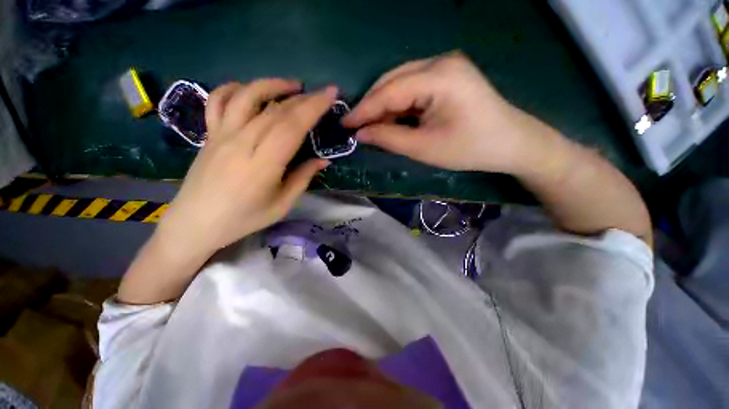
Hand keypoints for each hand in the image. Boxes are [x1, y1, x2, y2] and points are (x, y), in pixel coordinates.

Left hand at [157, 80, 334, 258]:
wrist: (196, 222)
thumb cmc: (244, 218)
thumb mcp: (282, 204)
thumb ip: (303, 178)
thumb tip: (323, 160)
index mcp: (264, 163)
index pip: (292, 126)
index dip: (313, 108)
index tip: (330, 95)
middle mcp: (242, 142)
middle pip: (276, 110)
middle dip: (304, 98)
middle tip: (321, 93)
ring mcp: (222, 134)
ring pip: (247, 96)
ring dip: (272, 85)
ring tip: (292, 85)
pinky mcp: (210, 134)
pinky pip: (219, 101)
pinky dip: (235, 88)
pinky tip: (250, 90)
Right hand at [344, 51, 533, 172]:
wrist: (511, 144)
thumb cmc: (469, 149)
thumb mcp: (424, 148)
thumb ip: (389, 139)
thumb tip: (361, 135)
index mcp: (439, 76)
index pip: (389, 91)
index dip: (364, 110)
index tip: (345, 125)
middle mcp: (440, 62)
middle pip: (393, 81)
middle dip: (372, 106)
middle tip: (356, 128)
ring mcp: (445, 66)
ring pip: (401, 83)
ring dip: (384, 106)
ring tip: (371, 127)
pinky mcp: (447, 76)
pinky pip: (413, 87)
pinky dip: (399, 105)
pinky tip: (391, 119)